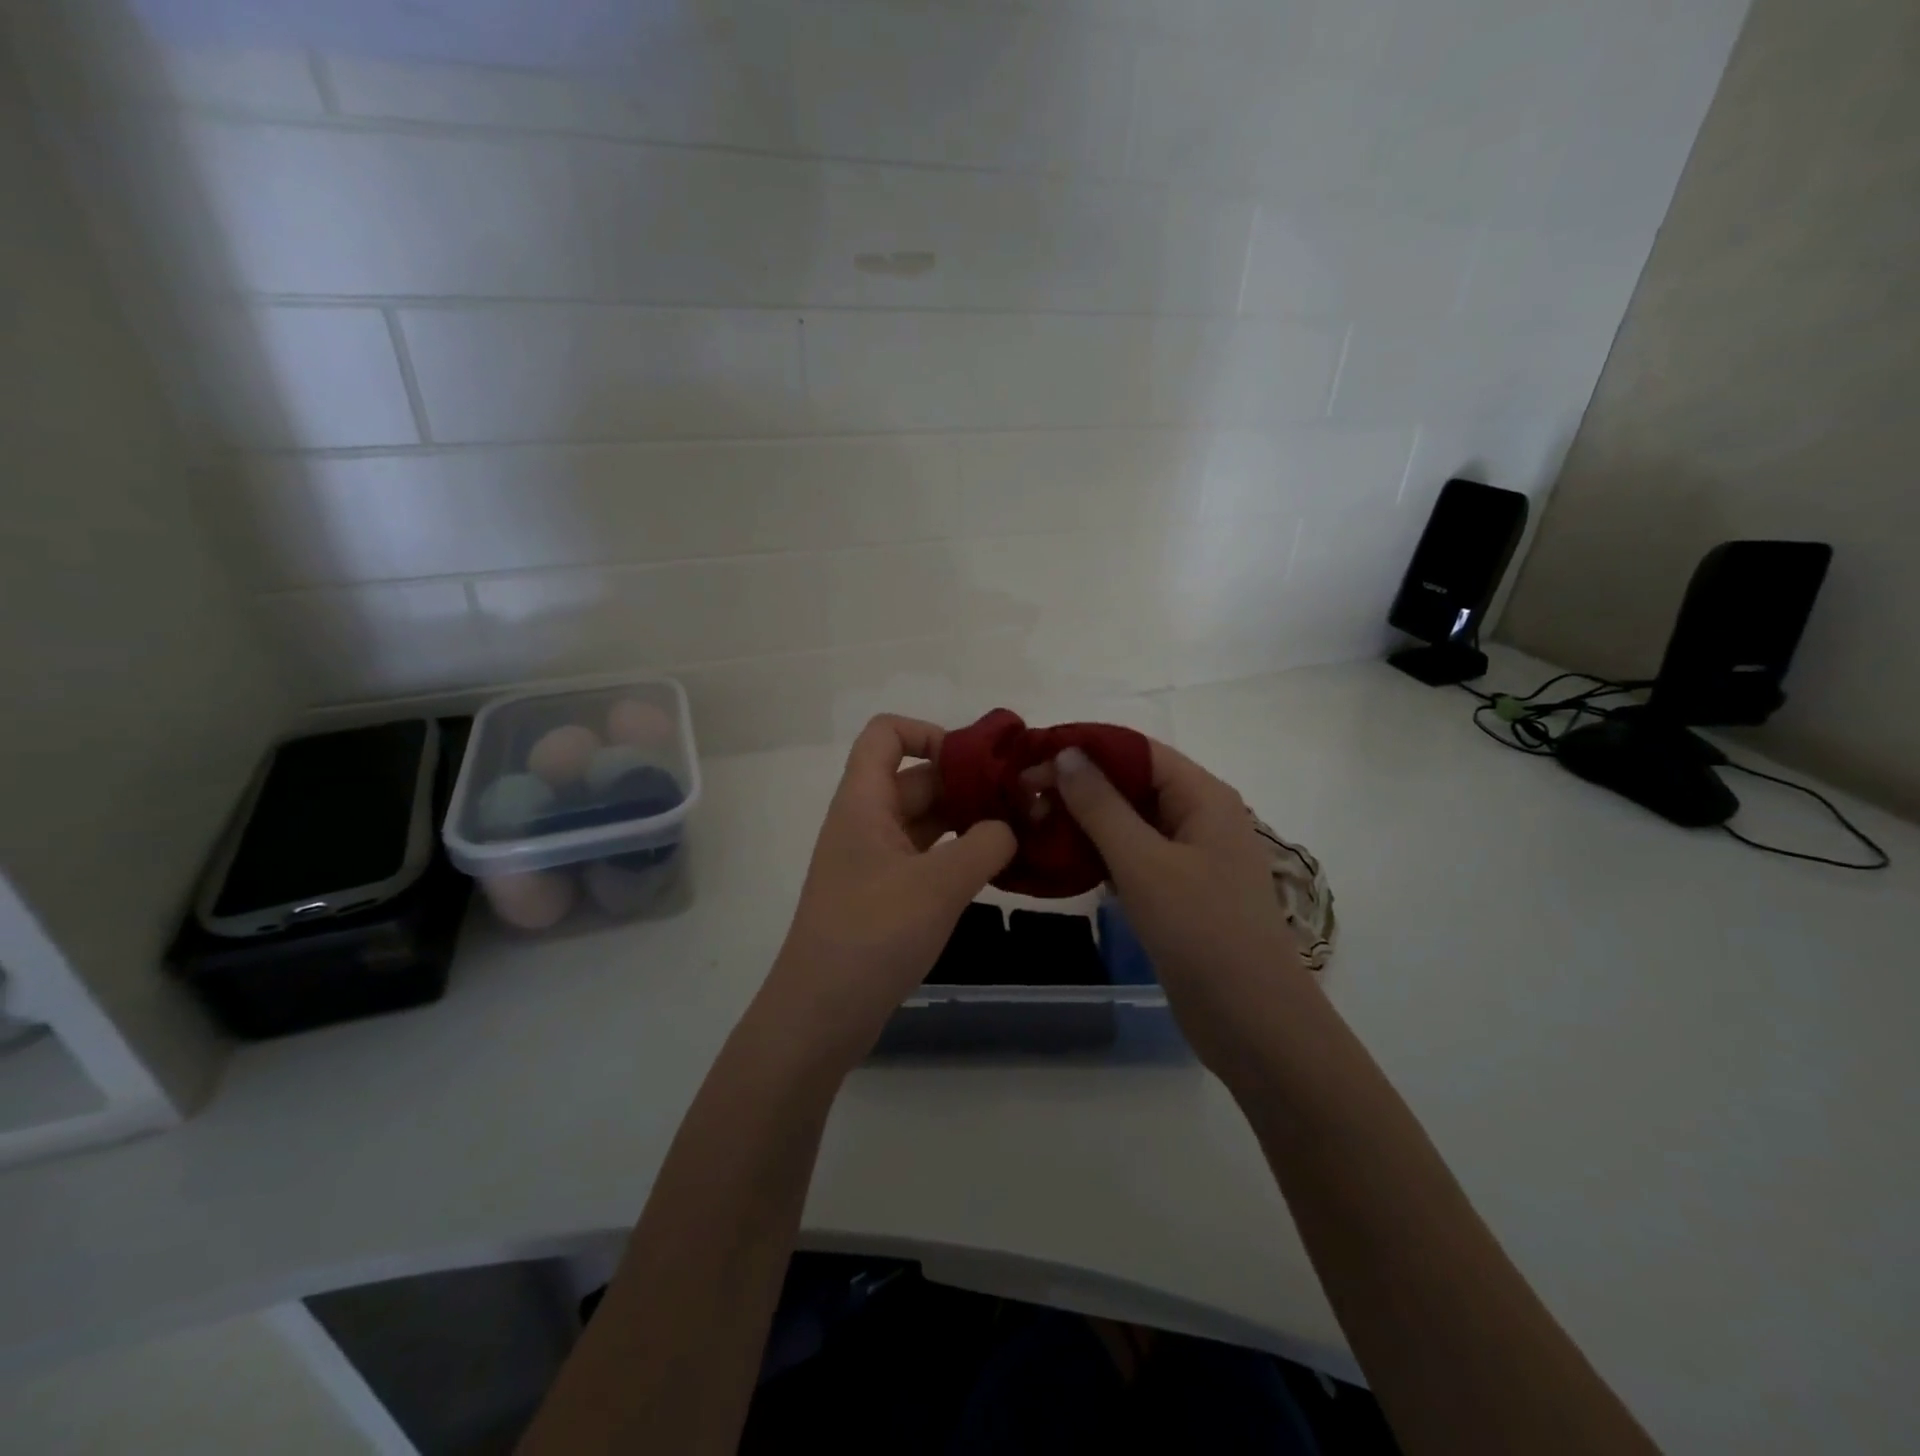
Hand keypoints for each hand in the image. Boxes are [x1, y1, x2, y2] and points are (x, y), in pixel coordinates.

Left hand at [758, 715, 1015, 1070]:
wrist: (820, 1014)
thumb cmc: (873, 935)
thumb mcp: (939, 885)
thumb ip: (985, 845)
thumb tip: (1008, 829)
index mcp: (864, 802)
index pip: (886, 734)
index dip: (929, 733)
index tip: (978, 763)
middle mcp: (866, 822)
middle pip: (917, 778)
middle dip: (968, 783)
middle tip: (1025, 800)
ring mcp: (874, 860)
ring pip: (925, 820)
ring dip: (968, 821)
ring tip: (1021, 832)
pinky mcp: (884, 895)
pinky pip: (925, 857)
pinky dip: (958, 855)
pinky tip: (995, 869)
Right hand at [1044, 741, 1307, 1074]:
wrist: (1252, 1023)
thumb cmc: (1202, 931)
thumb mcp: (1144, 863)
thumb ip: (1102, 805)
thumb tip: (1066, 753)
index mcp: (1203, 797)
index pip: (1137, 751)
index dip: (1084, 748)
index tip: (1031, 759)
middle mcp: (1199, 817)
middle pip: (1132, 783)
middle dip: (1079, 785)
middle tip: (1022, 797)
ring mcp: (1190, 857)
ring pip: (1129, 822)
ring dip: (1084, 820)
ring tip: (1032, 824)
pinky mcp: (1178, 892)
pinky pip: (1133, 856)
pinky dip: (1099, 853)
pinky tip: (1062, 861)